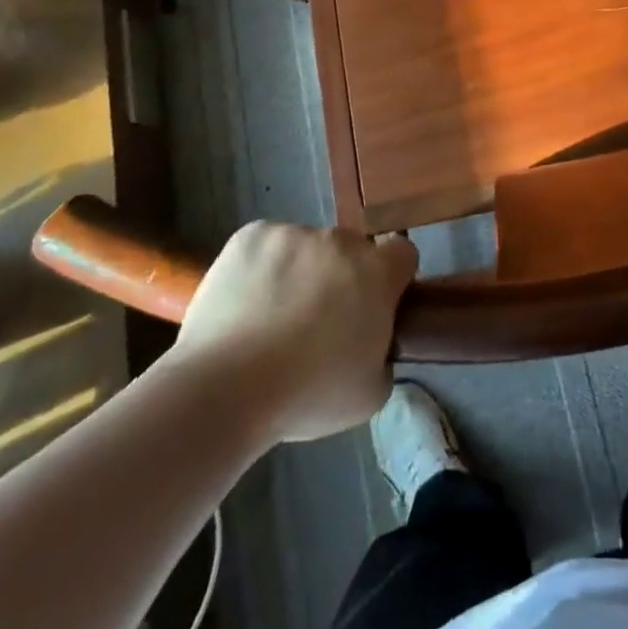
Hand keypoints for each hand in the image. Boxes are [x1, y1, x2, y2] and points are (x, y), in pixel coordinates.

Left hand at [176, 222, 418, 442]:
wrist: (225, 387)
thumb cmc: (308, 395)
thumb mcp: (370, 393)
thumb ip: (383, 355)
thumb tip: (372, 343)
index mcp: (377, 272)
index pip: (402, 254)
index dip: (392, 278)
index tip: (373, 306)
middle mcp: (340, 241)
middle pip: (350, 250)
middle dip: (341, 277)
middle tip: (318, 321)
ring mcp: (293, 233)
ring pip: (306, 247)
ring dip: (300, 271)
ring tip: (270, 317)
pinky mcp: (251, 235)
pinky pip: (266, 245)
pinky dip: (261, 266)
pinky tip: (245, 302)